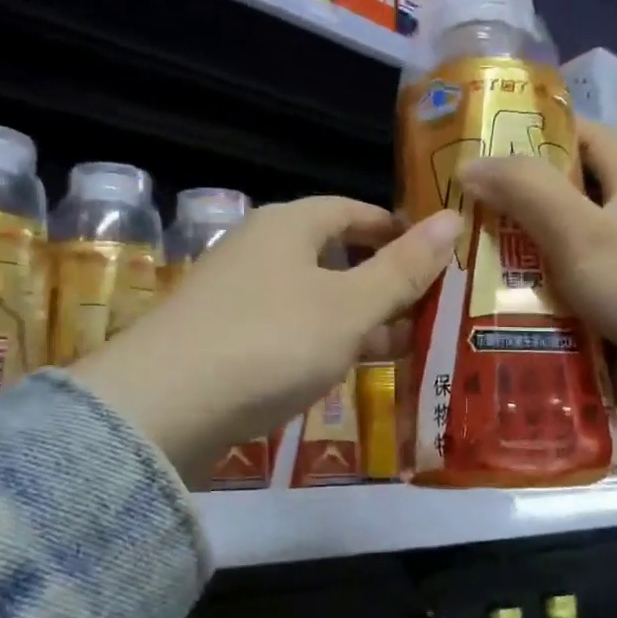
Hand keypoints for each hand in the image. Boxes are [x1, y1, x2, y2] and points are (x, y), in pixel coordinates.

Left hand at [71, 198, 462, 485]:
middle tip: (429, 311)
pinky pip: (287, 332)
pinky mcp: (221, 341)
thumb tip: (453, 218)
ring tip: (403, 347)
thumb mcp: (349, 306)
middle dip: (382, 282)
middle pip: (332, 256)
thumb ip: (401, 268)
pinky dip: (321, 345)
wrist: (163, 407)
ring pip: (311, 299)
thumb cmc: (270, 341)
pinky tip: (344, 371)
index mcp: (288, 226)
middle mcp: (258, 251)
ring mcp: (235, 298)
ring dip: (356, 320)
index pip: (352, 211)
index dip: (396, 229)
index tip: (435, 255)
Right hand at [458, 120, 616, 437]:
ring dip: (506, 267)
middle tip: (444, 216)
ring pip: (550, 260)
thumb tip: (467, 165)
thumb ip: (526, 191)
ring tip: (445, 269)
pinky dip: (522, 312)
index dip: (535, 132)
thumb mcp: (584, 230)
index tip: (478, 143)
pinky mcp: (607, 323)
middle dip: (504, 208)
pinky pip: (555, 308)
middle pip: (557, 203)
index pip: (582, 136)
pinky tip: (474, 318)